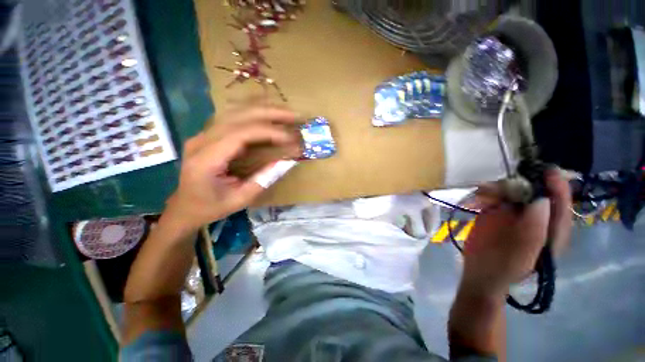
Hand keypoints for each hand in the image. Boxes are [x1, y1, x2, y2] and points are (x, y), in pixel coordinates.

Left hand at [164, 106, 300, 231]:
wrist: (184, 207)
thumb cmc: (210, 207)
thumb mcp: (240, 200)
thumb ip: (263, 180)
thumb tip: (286, 162)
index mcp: (206, 160)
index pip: (240, 134)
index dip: (268, 132)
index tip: (290, 138)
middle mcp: (202, 140)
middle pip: (238, 116)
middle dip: (270, 113)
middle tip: (295, 116)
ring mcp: (203, 134)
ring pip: (235, 111)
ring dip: (264, 110)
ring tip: (286, 113)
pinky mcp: (209, 135)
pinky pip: (234, 117)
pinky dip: (254, 114)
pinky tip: (269, 114)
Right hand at [460, 168, 572, 295]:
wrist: (479, 272)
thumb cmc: (505, 269)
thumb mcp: (523, 254)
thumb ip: (535, 229)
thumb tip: (541, 198)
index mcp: (551, 229)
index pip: (560, 204)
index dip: (557, 186)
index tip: (547, 171)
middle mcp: (535, 217)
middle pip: (534, 192)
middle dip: (519, 184)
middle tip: (500, 185)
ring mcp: (514, 213)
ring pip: (510, 191)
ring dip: (496, 190)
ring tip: (479, 197)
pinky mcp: (495, 212)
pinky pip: (492, 197)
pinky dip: (483, 196)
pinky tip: (473, 202)